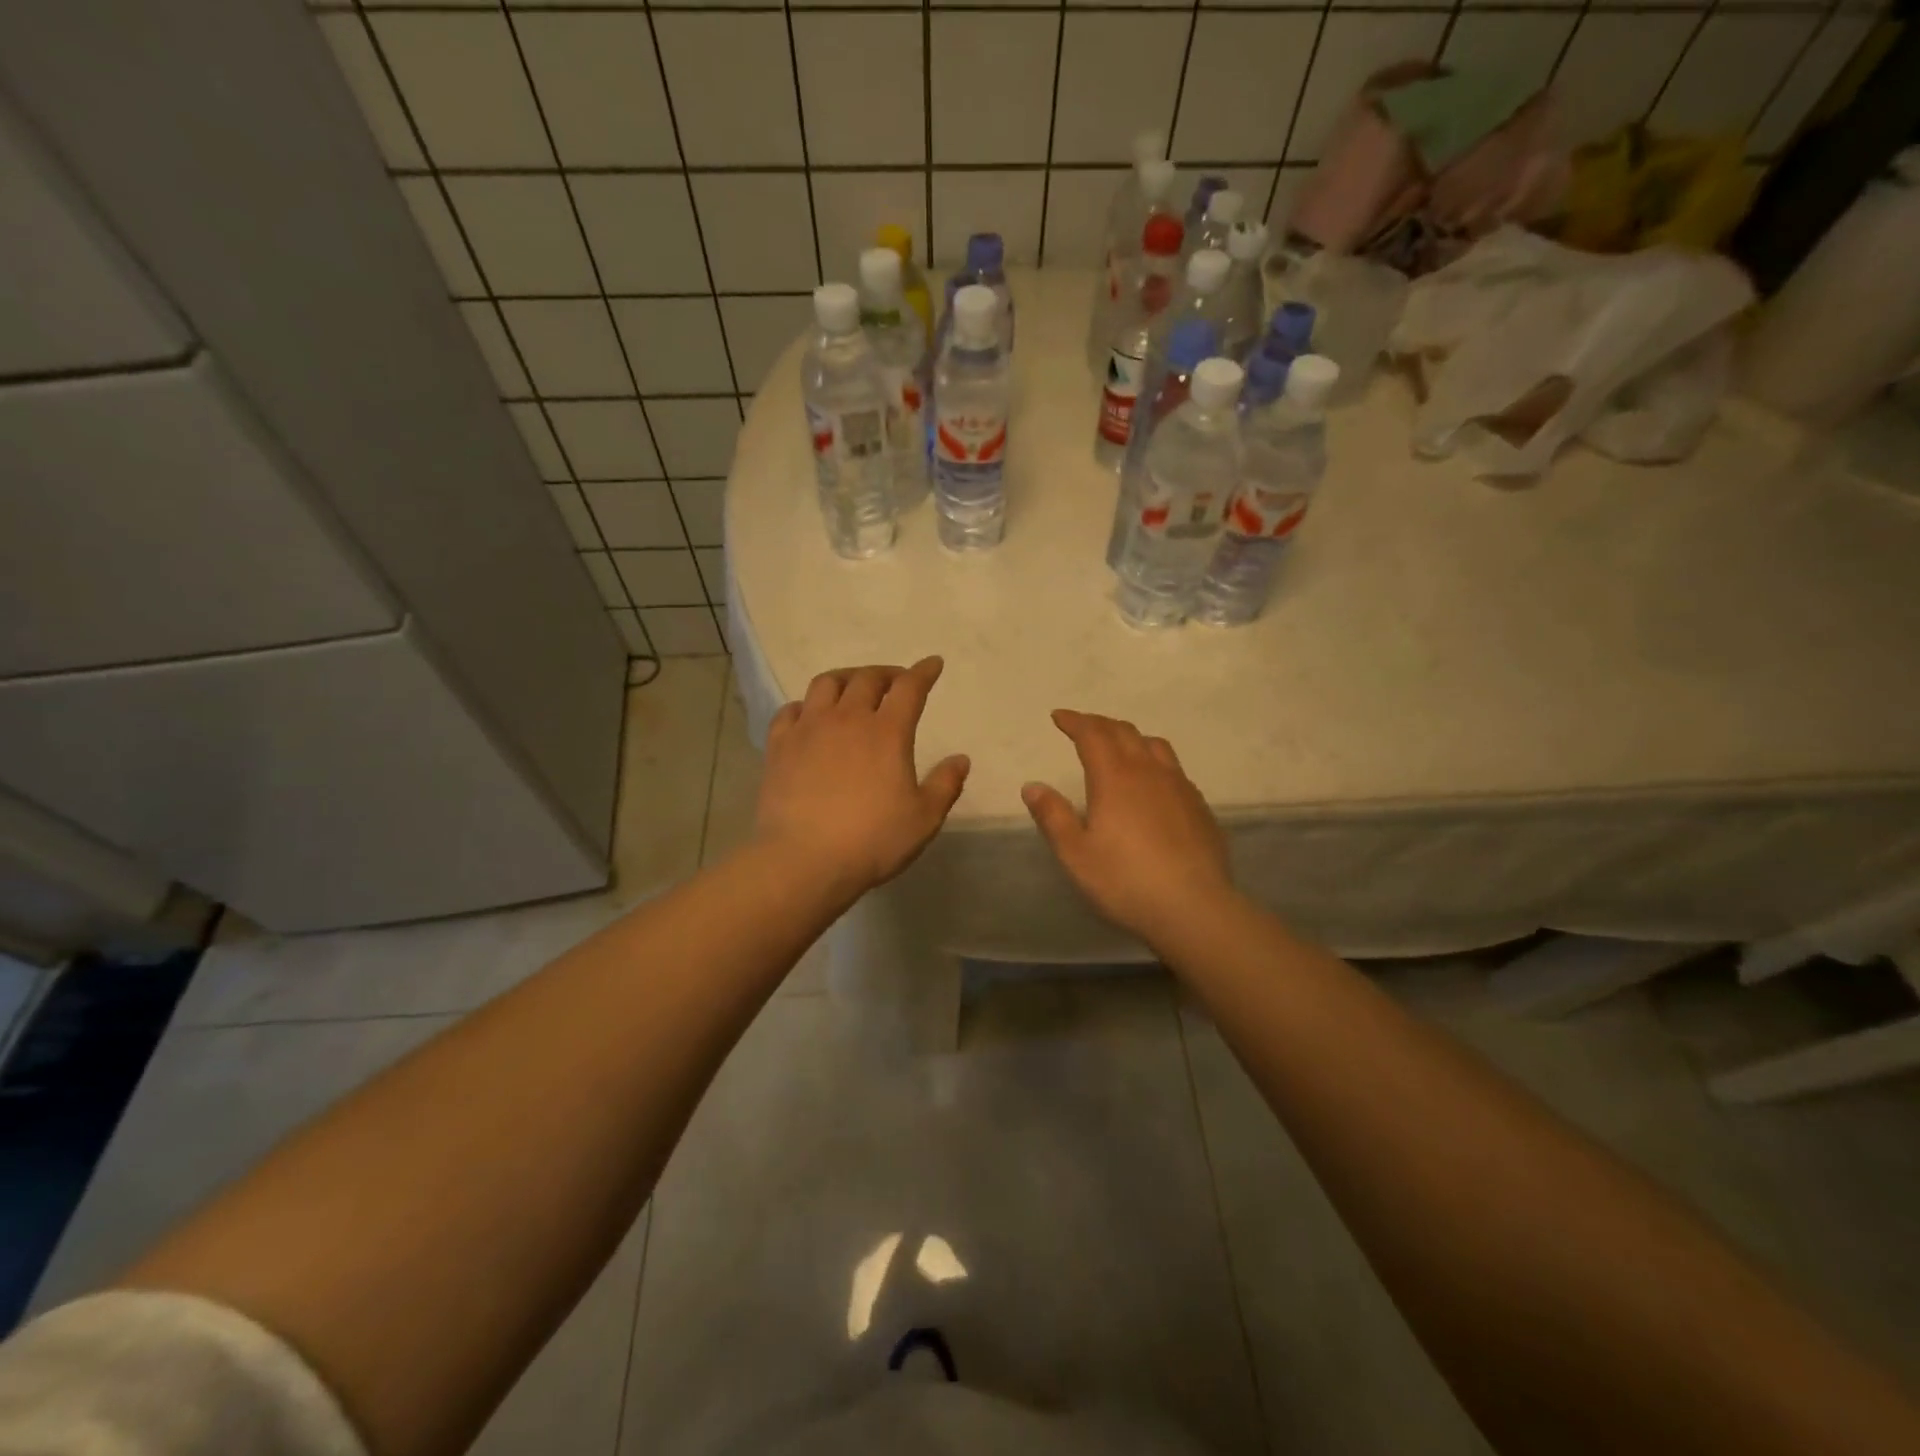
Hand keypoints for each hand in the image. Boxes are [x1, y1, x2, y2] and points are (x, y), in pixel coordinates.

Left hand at [755, 658, 969, 897]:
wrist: (804, 861)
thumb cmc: (872, 841)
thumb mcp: (923, 819)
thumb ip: (945, 785)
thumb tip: (961, 759)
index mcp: (887, 733)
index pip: (910, 688)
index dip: (923, 672)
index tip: (933, 664)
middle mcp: (847, 719)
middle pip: (867, 678)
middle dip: (886, 673)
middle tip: (896, 681)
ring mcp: (809, 729)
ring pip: (826, 683)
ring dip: (846, 678)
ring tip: (853, 688)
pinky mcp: (780, 746)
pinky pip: (791, 710)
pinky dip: (806, 705)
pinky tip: (810, 715)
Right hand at [1022, 710, 1233, 943]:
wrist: (1194, 908)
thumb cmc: (1125, 881)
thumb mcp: (1076, 854)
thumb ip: (1053, 816)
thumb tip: (1032, 786)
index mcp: (1115, 778)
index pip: (1092, 734)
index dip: (1074, 721)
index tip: (1059, 717)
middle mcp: (1149, 772)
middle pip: (1124, 732)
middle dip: (1100, 724)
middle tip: (1083, 727)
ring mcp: (1180, 787)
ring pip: (1154, 745)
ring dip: (1131, 737)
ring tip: (1119, 746)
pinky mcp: (1199, 806)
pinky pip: (1174, 769)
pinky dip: (1155, 762)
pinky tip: (1153, 783)